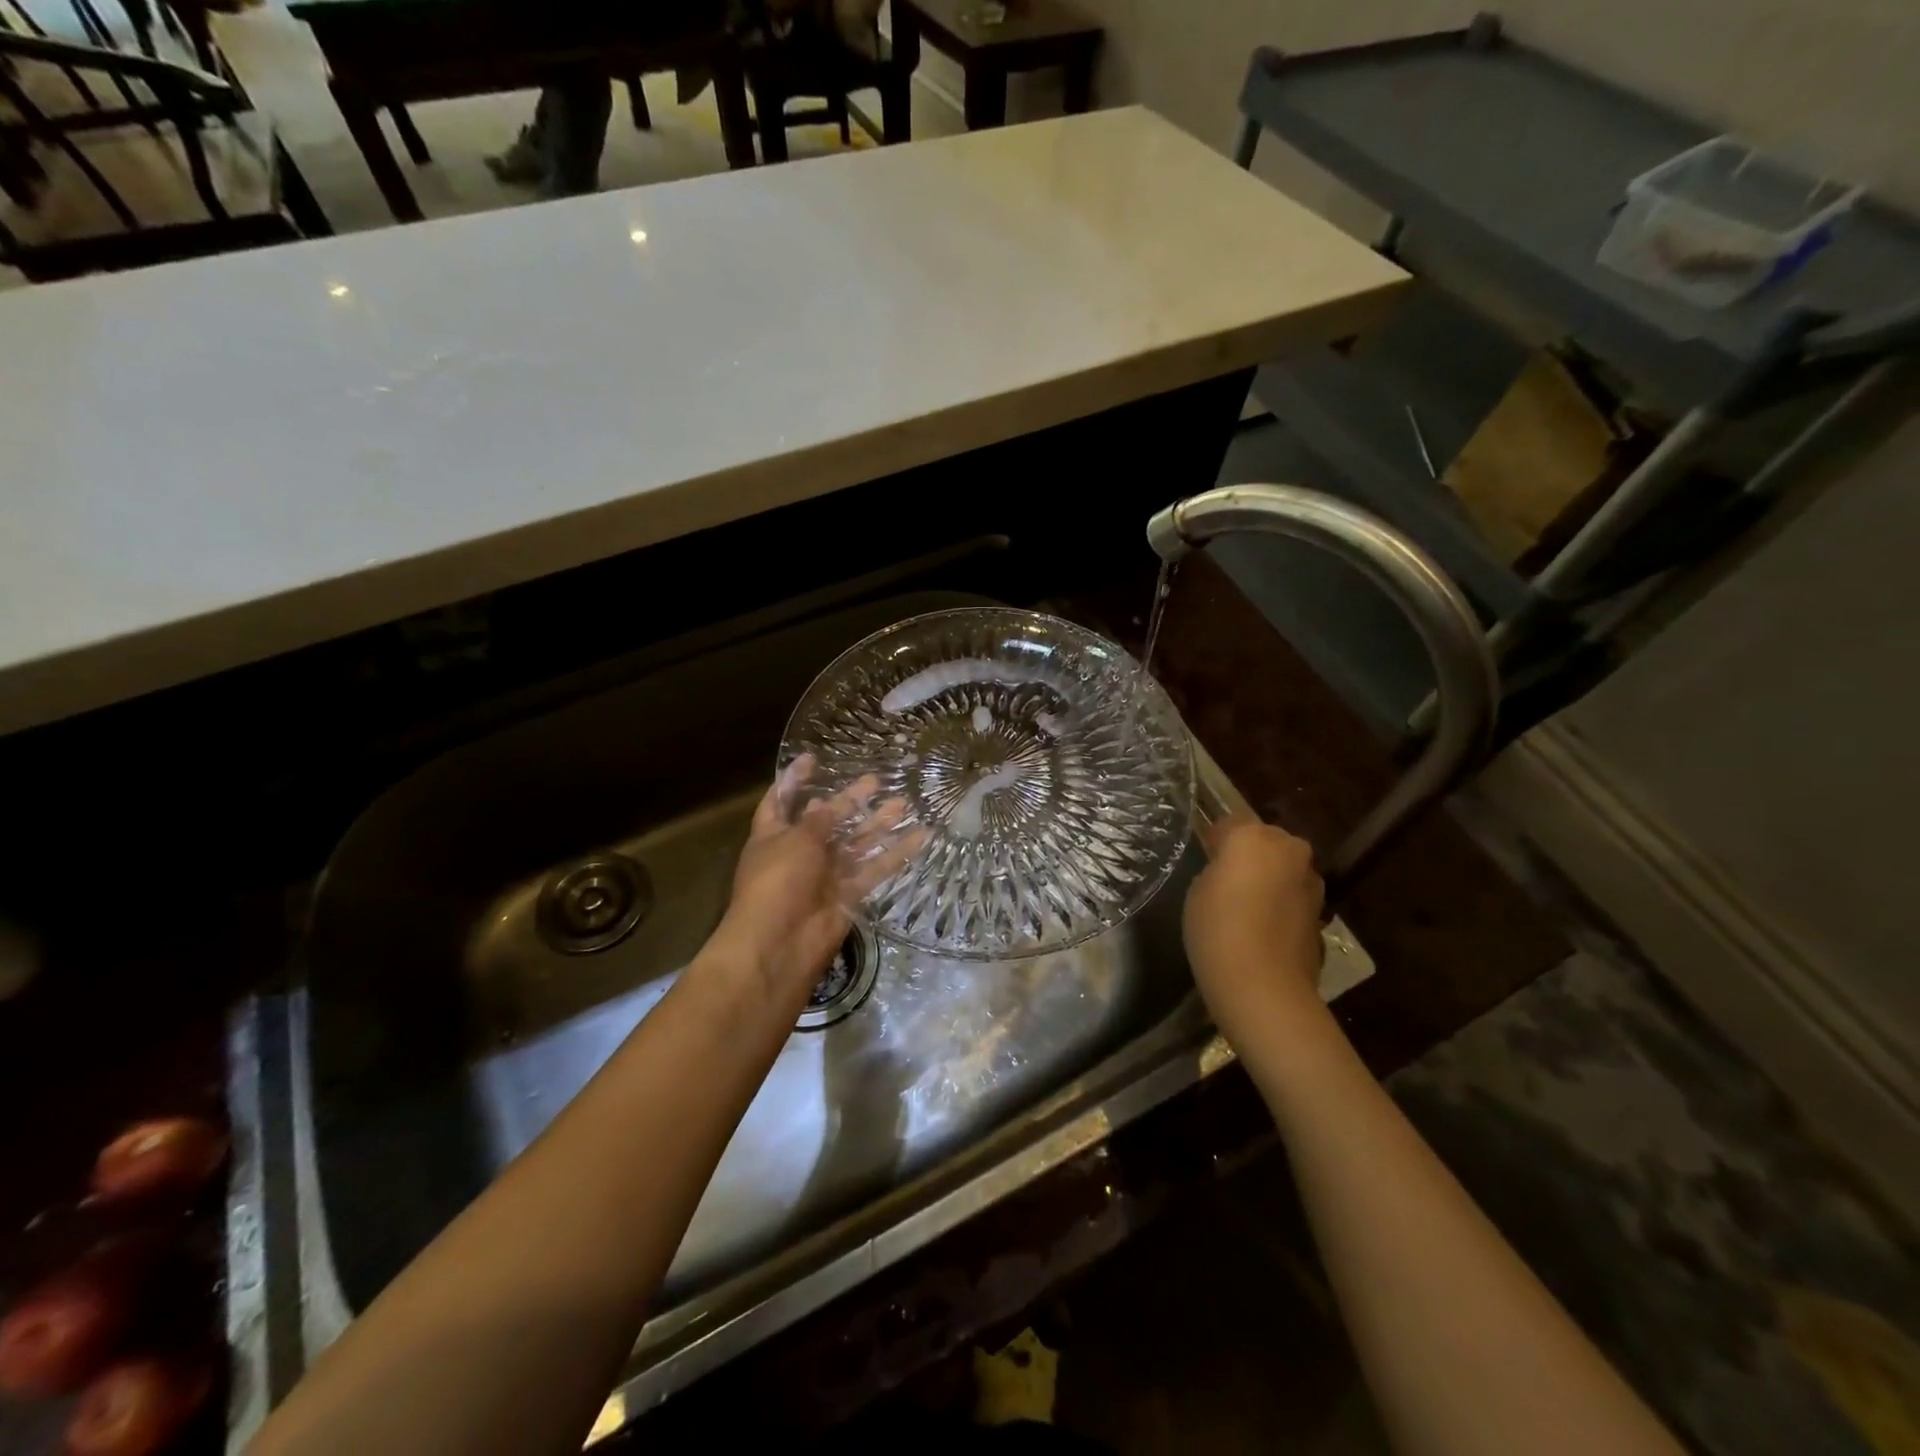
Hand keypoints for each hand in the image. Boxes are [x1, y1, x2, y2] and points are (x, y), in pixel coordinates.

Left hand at [713, 757, 923, 1000]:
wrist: (780, 944)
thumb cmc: (777, 881)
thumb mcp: (795, 840)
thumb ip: (818, 821)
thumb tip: (827, 804)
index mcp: (773, 835)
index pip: (780, 800)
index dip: (794, 780)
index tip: (813, 758)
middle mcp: (799, 852)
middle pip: (827, 821)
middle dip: (849, 800)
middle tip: (876, 780)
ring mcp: (824, 875)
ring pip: (855, 843)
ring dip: (878, 824)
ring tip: (904, 803)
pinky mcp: (848, 895)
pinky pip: (875, 869)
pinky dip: (896, 854)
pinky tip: (920, 836)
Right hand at [1183, 816, 1325, 1044]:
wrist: (1264, 987)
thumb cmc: (1217, 930)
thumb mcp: (1198, 891)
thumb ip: (1217, 870)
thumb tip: (1229, 874)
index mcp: (1253, 836)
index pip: (1228, 824)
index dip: (1214, 842)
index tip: (1204, 861)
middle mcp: (1289, 849)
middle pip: (1264, 842)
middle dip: (1249, 857)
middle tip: (1225, 884)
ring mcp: (1311, 882)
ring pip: (1283, 870)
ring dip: (1269, 881)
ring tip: (1245, 910)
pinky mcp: (1321, 913)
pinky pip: (1293, 899)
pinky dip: (1281, 907)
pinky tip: (1263, 931)